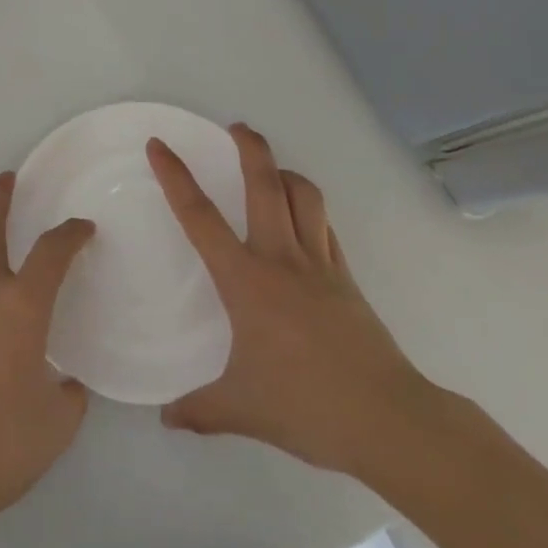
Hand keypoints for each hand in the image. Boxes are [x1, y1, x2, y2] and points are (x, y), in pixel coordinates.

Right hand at [148, 124, 444, 478]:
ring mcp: (320, 265)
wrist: (388, 420)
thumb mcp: (241, 410)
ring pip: (303, 197)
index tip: (159, 145)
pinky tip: (302, 219)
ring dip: (285, 173)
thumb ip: (199, 409)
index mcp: (246, 280)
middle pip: (264, 183)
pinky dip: (310, 211)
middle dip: (249, 147)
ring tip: (270, 168)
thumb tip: (166, 418)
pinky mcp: (347, 279)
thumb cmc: (306, 406)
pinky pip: (325, 228)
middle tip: (235, 127)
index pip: (199, 216)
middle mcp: (281, 258)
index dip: (175, 176)